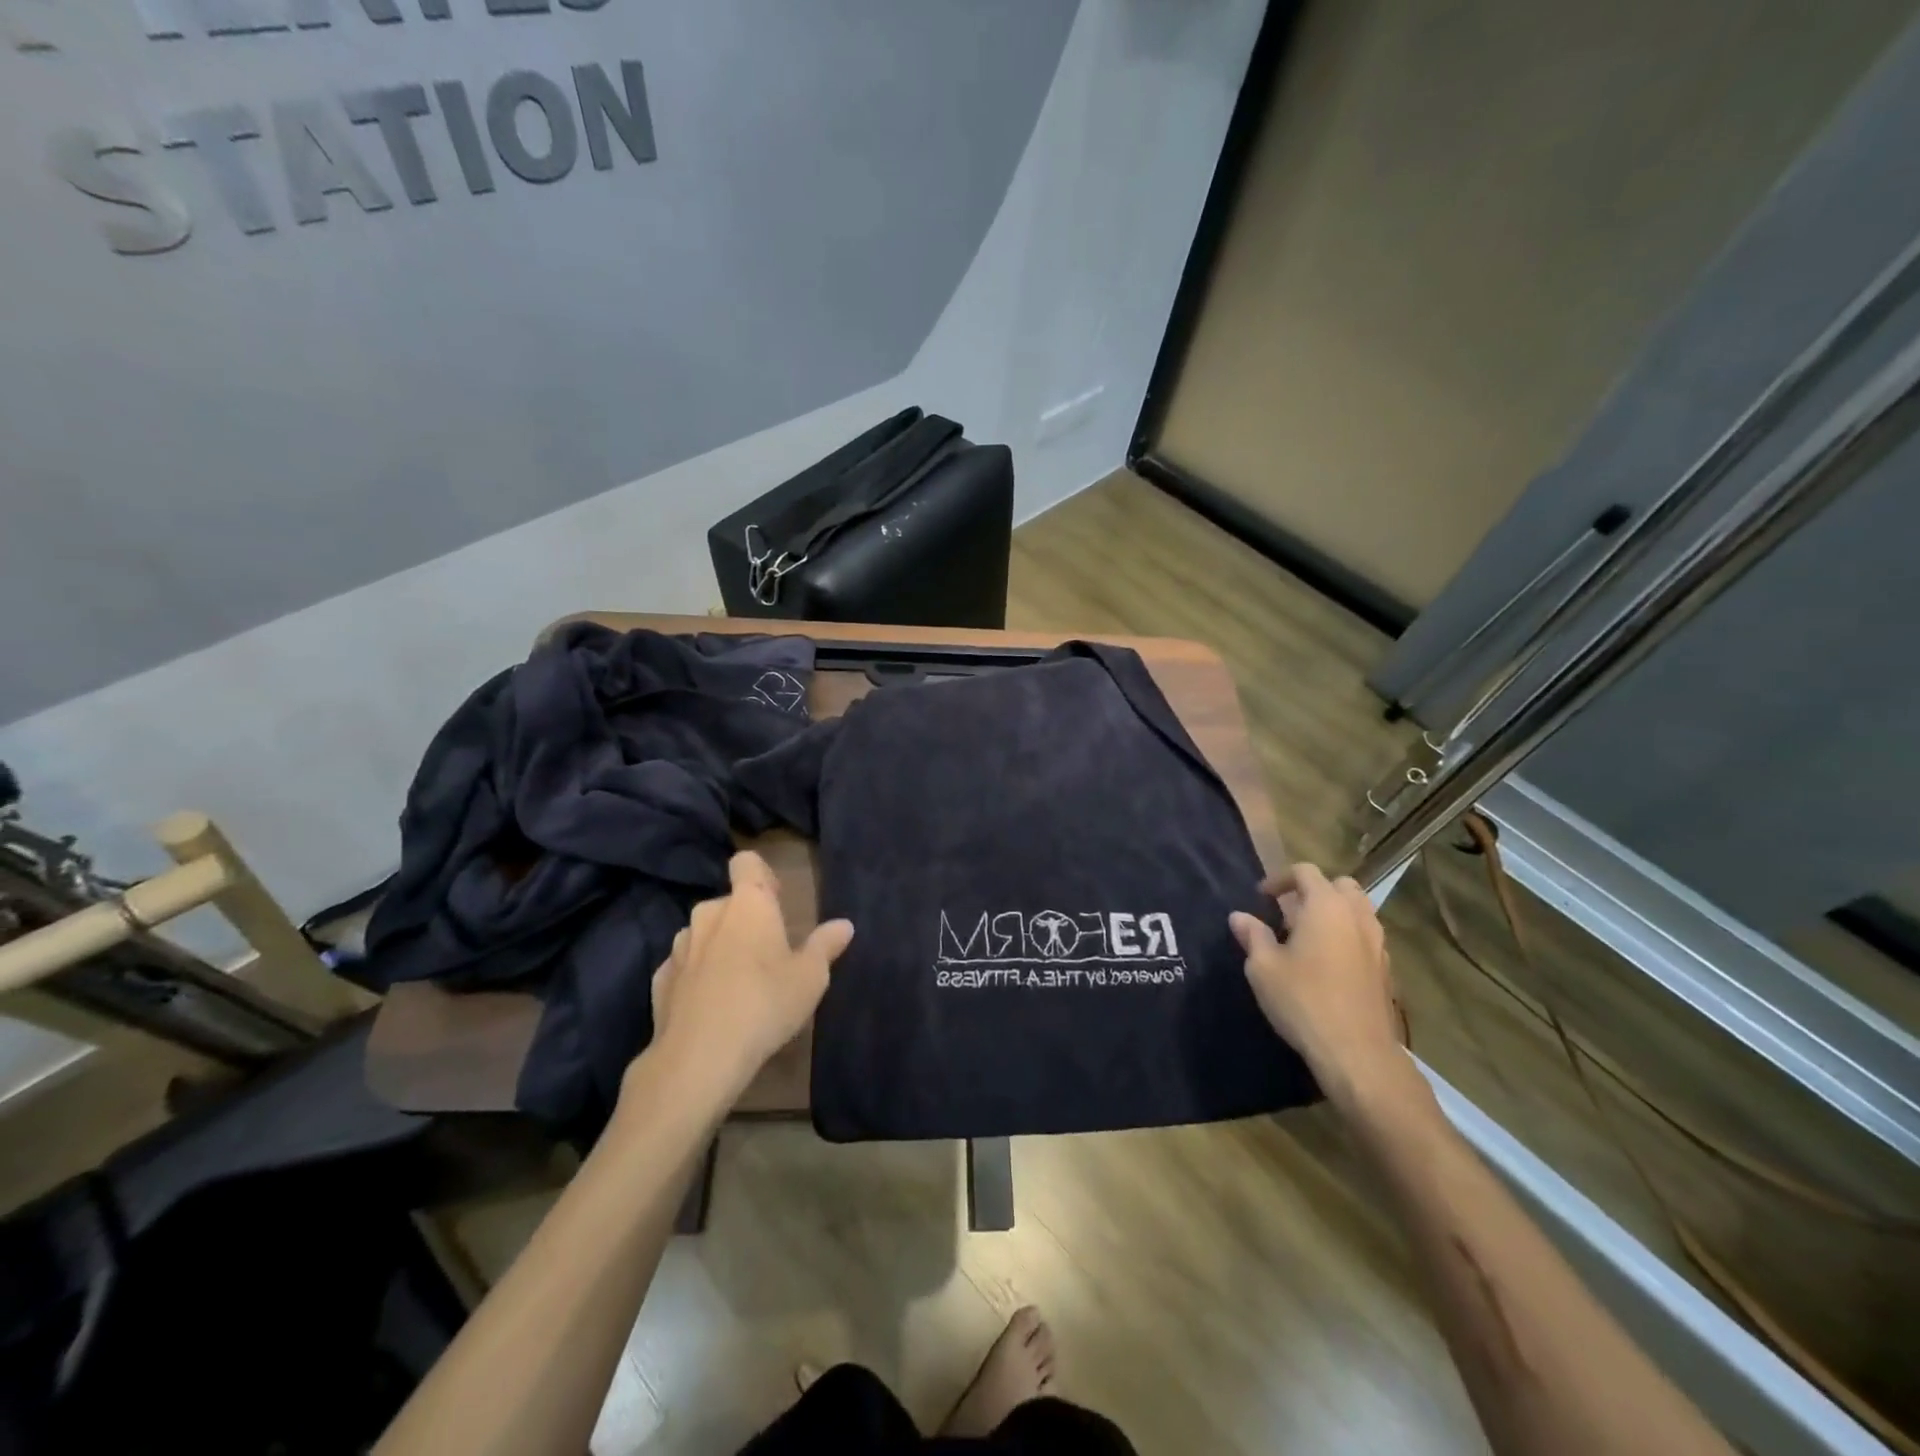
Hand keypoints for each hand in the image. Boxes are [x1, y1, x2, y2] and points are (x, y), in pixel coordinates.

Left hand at [646, 851, 853, 1100]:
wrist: (699, 1057)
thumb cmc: (765, 1003)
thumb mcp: (810, 977)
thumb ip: (826, 946)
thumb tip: (844, 925)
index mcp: (748, 904)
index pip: (747, 862)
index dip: (761, 875)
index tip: (776, 901)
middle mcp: (709, 914)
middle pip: (728, 904)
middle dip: (744, 921)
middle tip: (766, 955)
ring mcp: (679, 947)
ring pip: (703, 934)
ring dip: (719, 948)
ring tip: (737, 984)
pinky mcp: (660, 980)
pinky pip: (684, 967)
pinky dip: (696, 977)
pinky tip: (710, 1007)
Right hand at [1229, 863, 1406, 1109]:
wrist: (1356, 1053)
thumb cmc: (1303, 1000)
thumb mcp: (1263, 967)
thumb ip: (1252, 936)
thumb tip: (1239, 916)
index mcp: (1326, 906)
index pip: (1305, 871)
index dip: (1280, 879)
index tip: (1261, 899)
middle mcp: (1357, 916)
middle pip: (1340, 885)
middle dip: (1314, 892)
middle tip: (1289, 914)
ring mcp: (1377, 943)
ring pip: (1357, 911)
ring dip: (1333, 914)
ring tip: (1306, 939)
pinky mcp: (1386, 970)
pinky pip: (1365, 937)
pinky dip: (1347, 937)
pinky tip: (1326, 965)